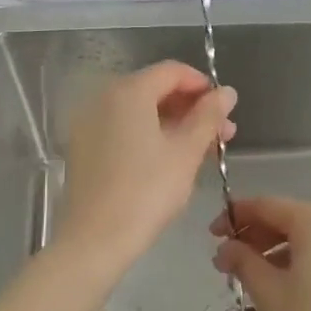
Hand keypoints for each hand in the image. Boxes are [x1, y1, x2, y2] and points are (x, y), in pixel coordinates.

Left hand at [58, 61, 237, 268]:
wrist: (95, 239)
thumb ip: (208, 116)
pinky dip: (149, 136)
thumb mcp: (186, 152)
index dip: (203, 85)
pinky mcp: (84, 148)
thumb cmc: (147, 191)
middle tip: (222, 134)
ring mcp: (89, 124)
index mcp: (128, 92)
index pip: (172, 71)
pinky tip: (171, 160)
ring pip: (140, 112)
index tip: (225, 110)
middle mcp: (103, 99)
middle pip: (155, 90)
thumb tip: (226, 91)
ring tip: (204, 150)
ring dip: (174, 124)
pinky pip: (123, 129)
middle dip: (192, 108)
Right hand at [211, 196, 310, 310]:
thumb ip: (243, 262)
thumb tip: (226, 248)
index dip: (235, 217)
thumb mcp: (270, 293)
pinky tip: (291, 287)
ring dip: (281, 252)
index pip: (267, 206)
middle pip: (291, 220)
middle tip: (229, 263)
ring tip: (256, 279)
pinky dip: (307, 263)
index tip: (212, 235)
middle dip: (257, 238)